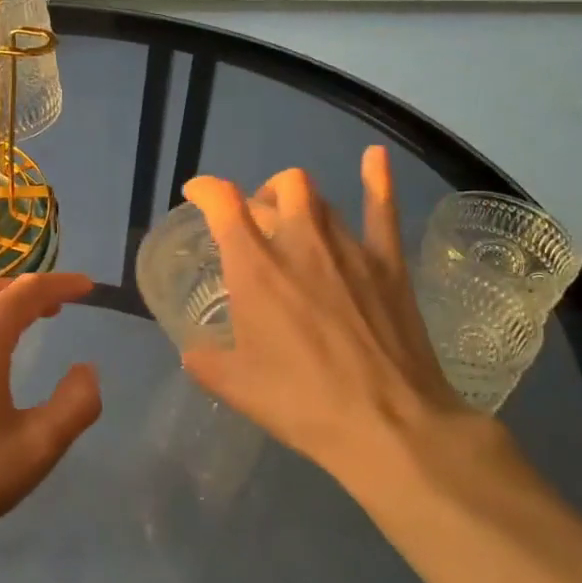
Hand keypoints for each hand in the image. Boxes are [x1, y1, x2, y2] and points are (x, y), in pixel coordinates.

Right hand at [181, 147, 496, 503]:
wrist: (388, 424)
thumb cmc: (302, 403)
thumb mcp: (235, 388)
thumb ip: (205, 362)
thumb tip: (193, 352)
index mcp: (255, 268)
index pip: (224, 204)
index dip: (206, 189)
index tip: (196, 194)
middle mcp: (300, 243)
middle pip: (281, 187)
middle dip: (261, 195)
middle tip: (256, 224)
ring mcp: (349, 248)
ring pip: (320, 197)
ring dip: (300, 200)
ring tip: (295, 220)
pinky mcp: (388, 263)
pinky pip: (383, 209)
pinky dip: (377, 179)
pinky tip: (374, 157)